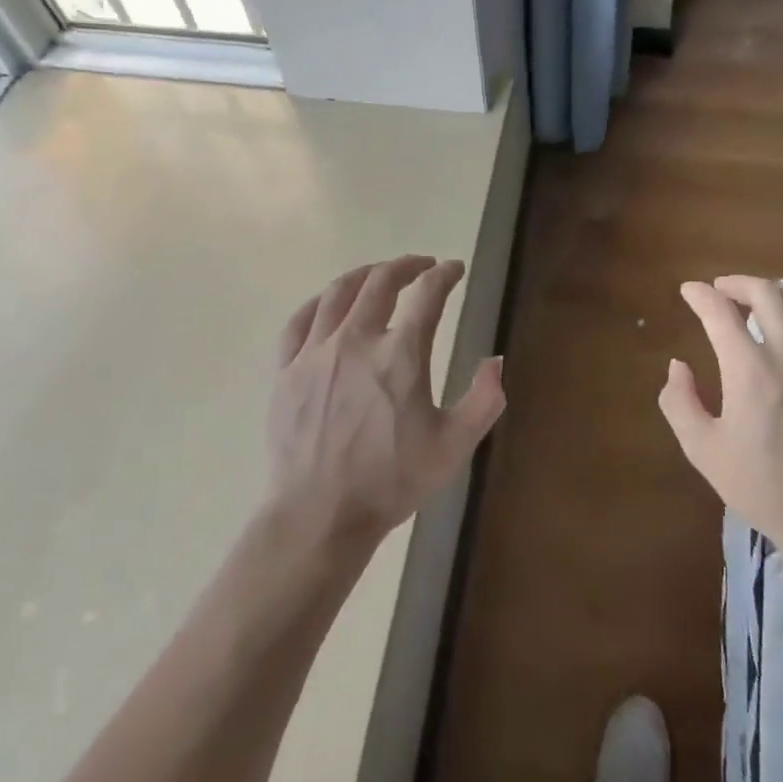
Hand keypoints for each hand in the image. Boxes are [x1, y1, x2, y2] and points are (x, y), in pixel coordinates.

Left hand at [266, 256, 504, 554]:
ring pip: (339, 292)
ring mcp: (315, 353)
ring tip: (379, 273)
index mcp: (400, 355)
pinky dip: (320, 301)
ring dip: (365, 274)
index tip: (454, 269)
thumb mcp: (453, 446)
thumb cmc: (391, 482)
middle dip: (406, 265)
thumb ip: (484, 400)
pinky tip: (329, 302)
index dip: (445, 275)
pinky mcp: (285, 370)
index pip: (427, 295)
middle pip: (381, 282)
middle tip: (421, 265)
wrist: (319, 516)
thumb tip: (497, 361)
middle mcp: (356, 340)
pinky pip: (300, 320)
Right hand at [659, 276, 782, 564]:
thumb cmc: (764, 487)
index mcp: (750, 368)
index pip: (720, 311)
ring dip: (772, 293)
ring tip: (757, 300)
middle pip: (765, 293)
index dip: (700, 295)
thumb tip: (678, 366)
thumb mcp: (704, 450)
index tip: (689, 291)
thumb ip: (679, 402)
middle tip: (722, 289)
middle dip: (737, 283)